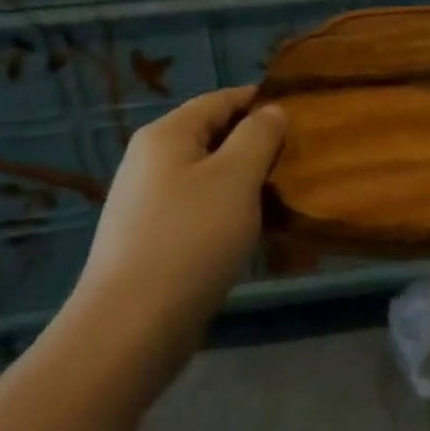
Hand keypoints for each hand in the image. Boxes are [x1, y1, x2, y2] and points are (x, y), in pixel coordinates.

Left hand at [70, 86, 286, 352]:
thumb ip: (259, 134)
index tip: (301, 115)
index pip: (221, 99)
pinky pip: (198, 209)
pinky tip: (253, 231)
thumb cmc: (190, 239)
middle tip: (297, 160)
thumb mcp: (237, 176)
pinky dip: (227, 211)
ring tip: (282, 196)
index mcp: (167, 134)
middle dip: (256, 143)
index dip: (261, 101)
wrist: (128, 331)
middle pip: (213, 135)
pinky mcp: (149, 240)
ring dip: (245, 181)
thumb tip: (271, 111)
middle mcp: (150, 160)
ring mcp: (146, 202)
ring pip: (208, 175)